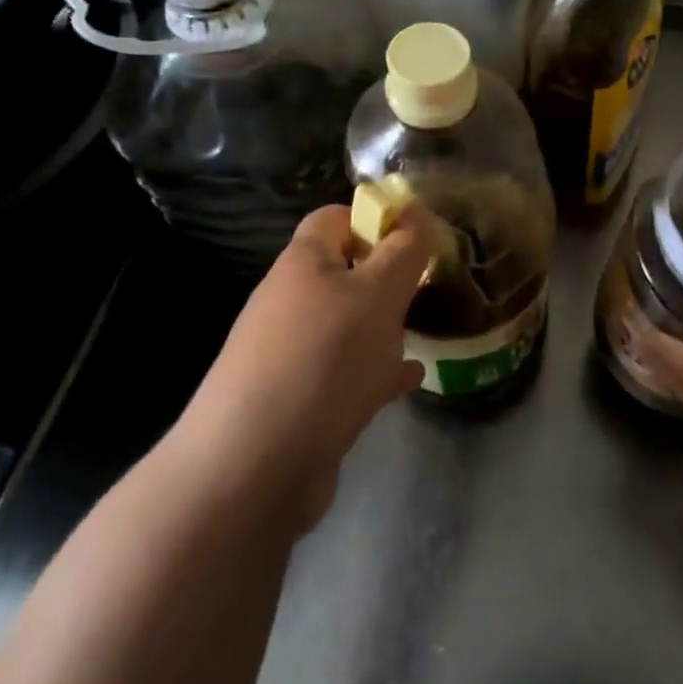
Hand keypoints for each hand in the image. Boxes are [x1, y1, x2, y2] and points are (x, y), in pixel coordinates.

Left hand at [175, 202, 437, 528]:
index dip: (377, 219)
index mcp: (304, 262)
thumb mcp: (378, 294)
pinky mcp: (297, 400)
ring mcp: (290, 352)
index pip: (337, 217)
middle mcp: (291, 300)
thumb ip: (404, 251)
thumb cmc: (324, 360)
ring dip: (384, 327)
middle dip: (388, 278)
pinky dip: (376, 372)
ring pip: (347, 324)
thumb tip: (417, 215)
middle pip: (345, 271)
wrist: (253, 468)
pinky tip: (408, 381)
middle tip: (429, 289)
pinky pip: (344, 373)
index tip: (419, 238)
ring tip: (424, 331)